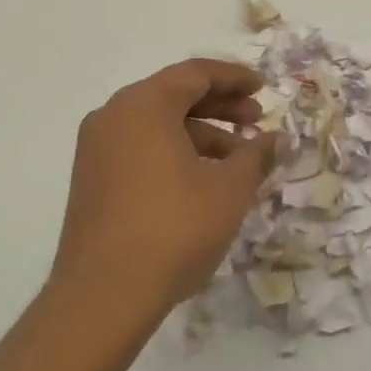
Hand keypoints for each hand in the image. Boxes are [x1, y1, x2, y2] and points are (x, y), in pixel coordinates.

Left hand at [49, 59, 273, 337]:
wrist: (103, 296)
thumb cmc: (174, 229)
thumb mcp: (229, 189)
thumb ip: (257, 155)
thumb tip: (277, 138)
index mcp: (144, 105)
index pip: (195, 74)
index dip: (235, 78)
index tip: (264, 88)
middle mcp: (114, 116)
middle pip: (175, 95)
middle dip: (221, 106)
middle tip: (256, 121)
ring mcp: (97, 148)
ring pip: (158, 124)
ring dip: (201, 133)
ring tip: (238, 160)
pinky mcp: (92, 179)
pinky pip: (141, 147)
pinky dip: (175, 152)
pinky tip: (204, 180)